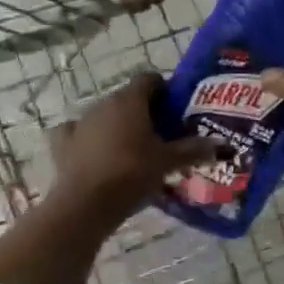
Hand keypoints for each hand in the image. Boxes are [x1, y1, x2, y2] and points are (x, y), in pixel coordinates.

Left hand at [50, 71, 220, 221]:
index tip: (175, 110)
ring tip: (134, 151)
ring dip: (118, 126)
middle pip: (128, 98)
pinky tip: (97, 154)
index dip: (164, 90)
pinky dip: (88, 139)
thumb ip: (194, 150)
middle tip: (161, 135)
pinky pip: (78, 133)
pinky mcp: (62, 143)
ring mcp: (80, 122)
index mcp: (130, 100)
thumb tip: (221, 145)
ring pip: (104, 115)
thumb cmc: (132, 174)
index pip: (149, 79)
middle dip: (144, 112)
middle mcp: (103, 103)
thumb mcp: (168, 162)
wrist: (85, 204)